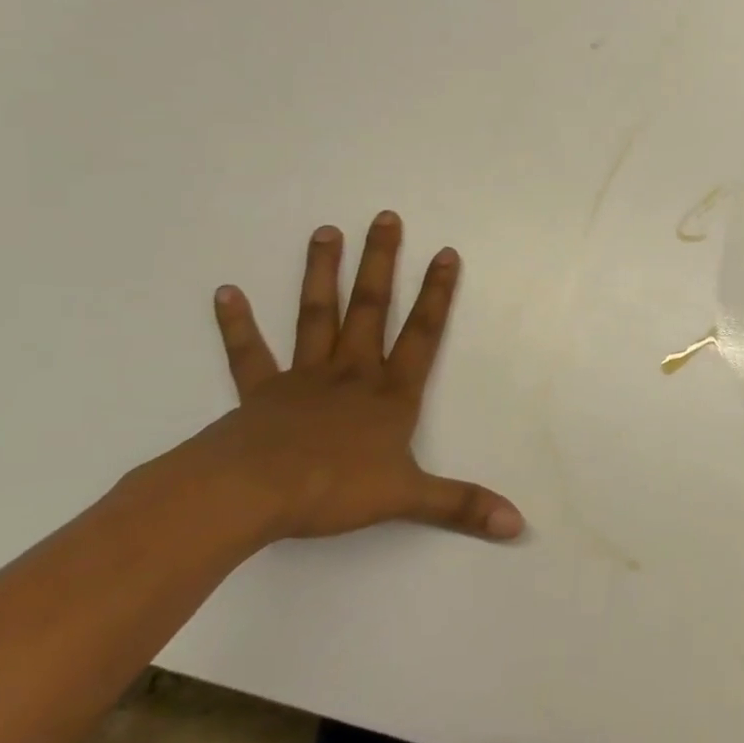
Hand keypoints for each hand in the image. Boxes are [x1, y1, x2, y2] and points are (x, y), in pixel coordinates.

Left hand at [166, 211, 523, 544]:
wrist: (249, 495)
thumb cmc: (333, 489)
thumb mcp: (408, 498)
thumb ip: (462, 505)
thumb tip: (518, 525)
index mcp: (390, 393)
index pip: (423, 334)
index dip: (438, 294)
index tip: (446, 252)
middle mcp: (352, 373)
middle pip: (370, 308)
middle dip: (381, 263)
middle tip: (384, 217)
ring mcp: (304, 378)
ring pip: (316, 316)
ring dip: (321, 274)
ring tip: (325, 231)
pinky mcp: (259, 393)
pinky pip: (249, 354)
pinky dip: (237, 324)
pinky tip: (225, 292)